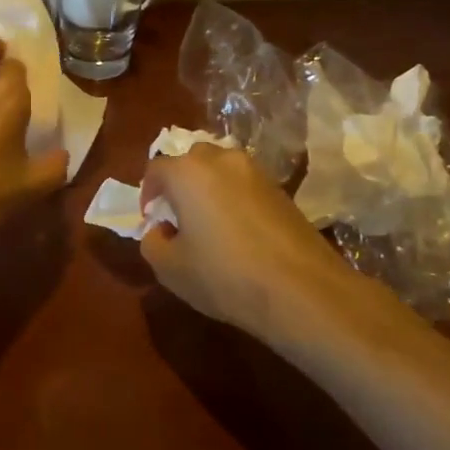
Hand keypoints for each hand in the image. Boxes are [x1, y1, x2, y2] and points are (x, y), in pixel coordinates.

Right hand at [140, 143, 351, 335]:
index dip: (147, 194)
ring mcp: (256, 172)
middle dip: (179, 184)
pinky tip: (239, 233)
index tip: (151, 220)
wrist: (302, 290)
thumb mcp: (169, 268)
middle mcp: (221, 160)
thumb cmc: (223, 275)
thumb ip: (152, 242)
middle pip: (191, 161)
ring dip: (209, 189)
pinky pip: (245, 186)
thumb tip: (162, 229)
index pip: (156, 170)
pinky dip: (235, 200)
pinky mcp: (282, 190)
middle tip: (178, 217)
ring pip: (221, 170)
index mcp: (187, 172)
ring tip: (210, 225)